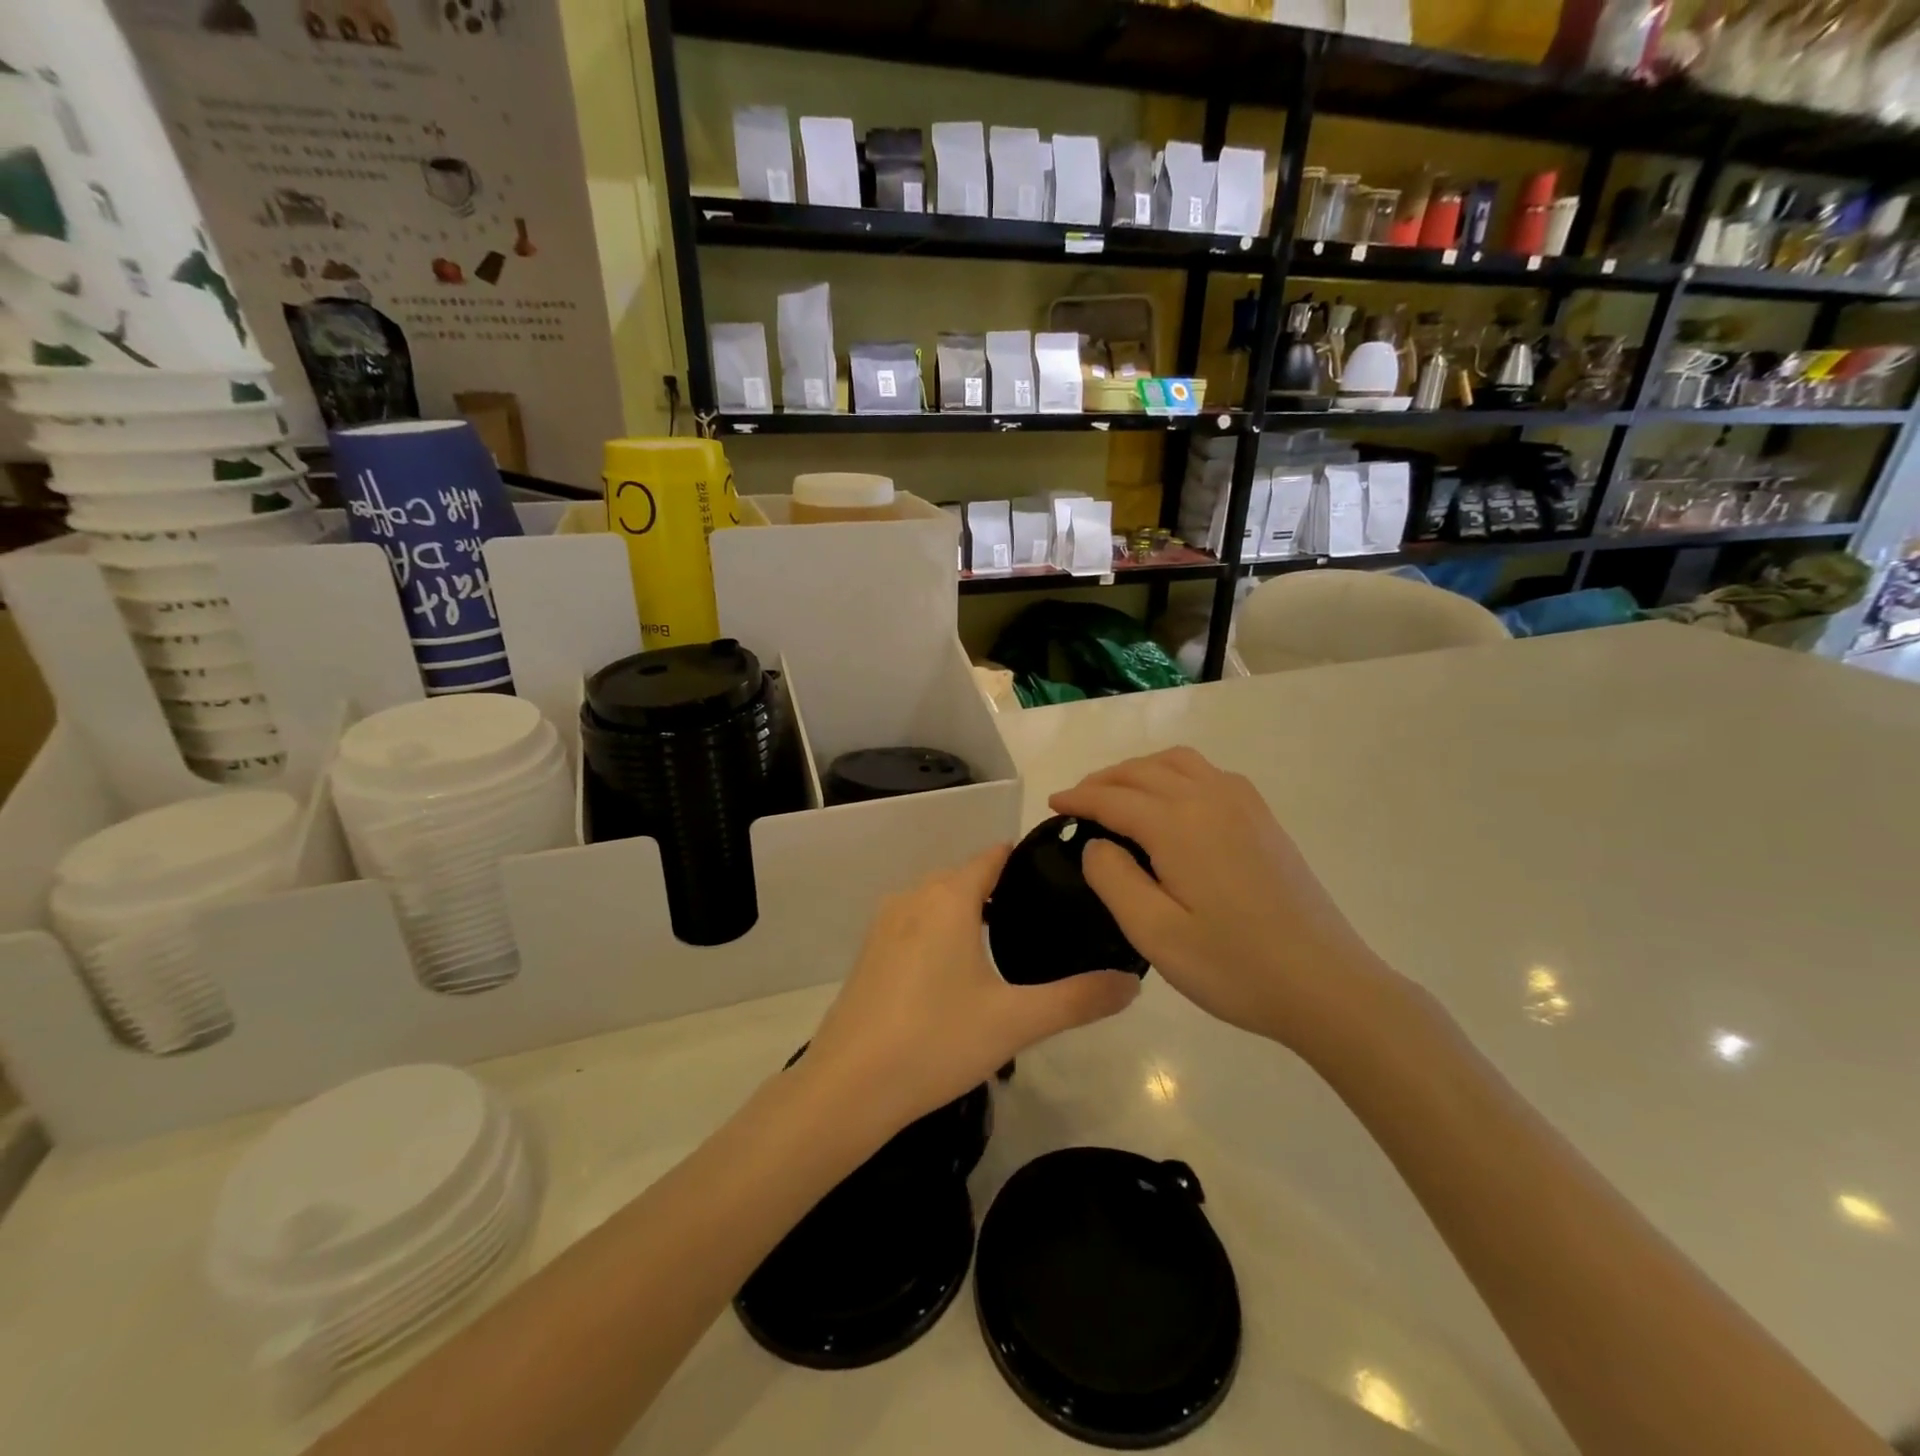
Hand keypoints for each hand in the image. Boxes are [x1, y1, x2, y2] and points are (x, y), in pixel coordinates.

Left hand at [805, 845, 1140, 1135]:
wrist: (847, 1088)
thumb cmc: (936, 1041)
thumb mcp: (1016, 1022)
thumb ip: (1078, 999)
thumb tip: (1132, 984)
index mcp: (948, 897)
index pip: (994, 856)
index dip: (1029, 861)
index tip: (1063, 878)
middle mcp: (913, 897)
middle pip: (967, 877)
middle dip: (1005, 891)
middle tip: (1047, 922)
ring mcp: (885, 924)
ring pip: (939, 901)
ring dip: (971, 913)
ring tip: (1011, 947)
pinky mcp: (870, 952)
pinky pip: (917, 924)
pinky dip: (943, 932)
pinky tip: (961, 974)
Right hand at [1050, 748, 1402, 1053]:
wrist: (1325, 984)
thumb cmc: (1233, 966)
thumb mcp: (1155, 934)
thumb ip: (1113, 880)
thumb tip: (1097, 843)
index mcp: (1178, 824)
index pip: (1113, 798)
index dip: (1079, 799)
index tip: (1053, 805)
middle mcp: (1209, 798)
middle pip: (1144, 770)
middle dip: (1104, 779)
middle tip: (1078, 802)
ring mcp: (1243, 805)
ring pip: (1179, 763)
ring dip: (1140, 770)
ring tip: (1119, 794)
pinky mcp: (1263, 819)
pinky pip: (1209, 774)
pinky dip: (1176, 774)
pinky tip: (1173, 802)